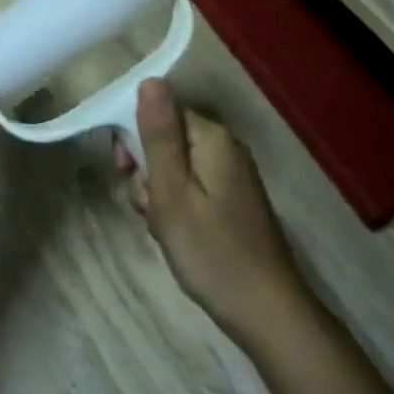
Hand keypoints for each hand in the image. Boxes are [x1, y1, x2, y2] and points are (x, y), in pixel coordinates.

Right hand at [116, 80, 304, 340]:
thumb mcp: (172, 192)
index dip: (134, 137)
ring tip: (163, 227)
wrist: (268, 314)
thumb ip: (159, 135)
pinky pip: (193, 185)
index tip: (124, 171)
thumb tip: (150, 79)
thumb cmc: (211, 252)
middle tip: (148, 207)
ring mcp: (232, 173)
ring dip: (160, 192)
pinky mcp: (234, 199)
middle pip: (167, 137)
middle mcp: (225, 146)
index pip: (160, 111)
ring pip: (176, 165)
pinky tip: (178, 234)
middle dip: (147, 169)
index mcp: (211, 137)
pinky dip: (178, 205)